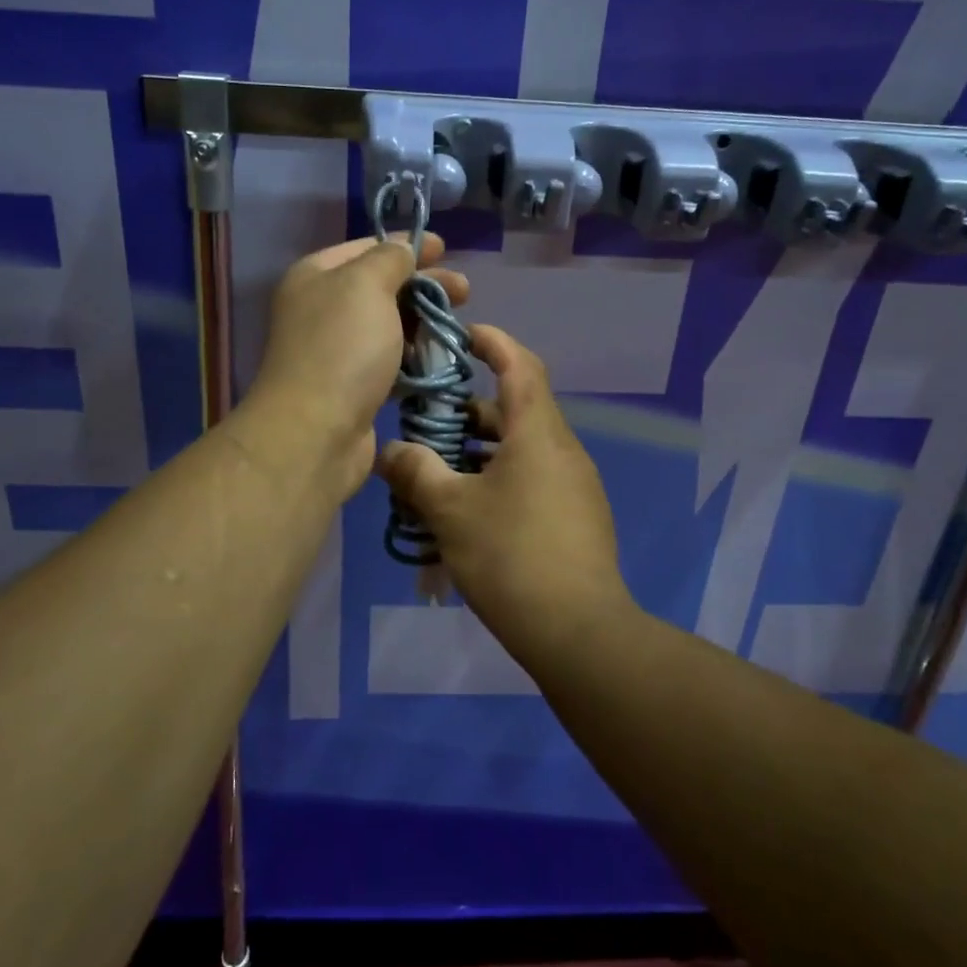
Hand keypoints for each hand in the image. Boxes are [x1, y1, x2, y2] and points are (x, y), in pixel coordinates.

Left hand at [239, 233, 468, 504]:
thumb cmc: (341, 348)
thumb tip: (403, 249)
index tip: (446, 249)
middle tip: (464, 292)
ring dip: (424, 324)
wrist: (315, 433)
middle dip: (424, 286)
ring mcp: (337, 350)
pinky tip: (441, 360)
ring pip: (389, 326)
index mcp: (316, 276)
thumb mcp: (366, 285)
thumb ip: (390, 258)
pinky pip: (390, 362)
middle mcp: (322, 309)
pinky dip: (415, 358)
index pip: (367, 248)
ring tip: (458, 329)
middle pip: (382, 287)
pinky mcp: (353, 387)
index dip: (408, 245)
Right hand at [375, 326, 635, 665]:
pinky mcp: (576, 517)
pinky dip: (497, 483)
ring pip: (520, 451)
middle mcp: (561, 449)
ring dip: (479, 453)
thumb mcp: (451, 511)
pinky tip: (466, 517)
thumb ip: (416, 473)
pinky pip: (531, 482)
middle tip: (426, 424)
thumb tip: (387, 452)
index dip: (493, 342)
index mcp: (537, 432)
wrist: (579, 631)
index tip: (462, 335)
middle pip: (514, 410)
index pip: (520, 364)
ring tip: (436, 475)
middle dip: (468, 412)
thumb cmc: (511, 555)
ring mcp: (573, 485)